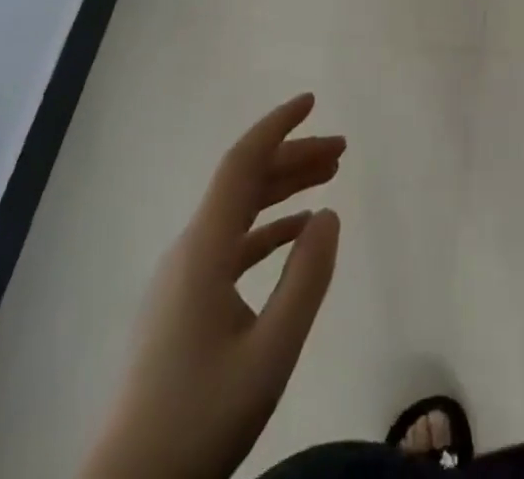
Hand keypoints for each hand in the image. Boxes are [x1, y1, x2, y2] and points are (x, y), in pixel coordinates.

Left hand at [82, 94, 343, 478]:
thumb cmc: (200, 421)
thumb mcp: (270, 353)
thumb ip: (305, 279)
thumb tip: (329, 214)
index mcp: (204, 250)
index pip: (242, 164)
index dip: (277, 126)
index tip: (312, 101)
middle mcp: (189, 250)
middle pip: (244, 182)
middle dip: (292, 156)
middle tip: (341, 149)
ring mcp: (182, 278)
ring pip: (238, 211)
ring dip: (283, 189)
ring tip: (329, 178)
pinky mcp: (182, 305)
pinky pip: (231, 244)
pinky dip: (267, 227)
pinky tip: (297, 232)